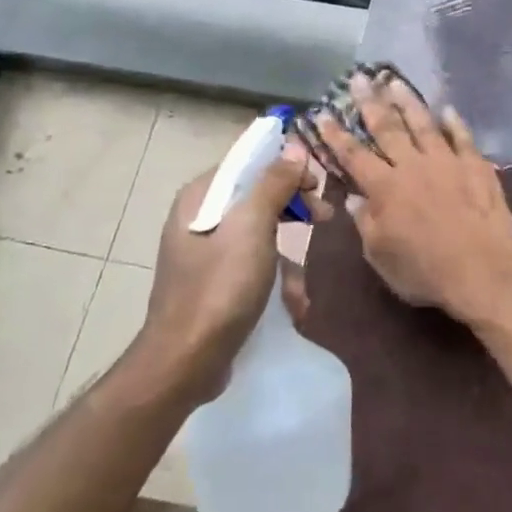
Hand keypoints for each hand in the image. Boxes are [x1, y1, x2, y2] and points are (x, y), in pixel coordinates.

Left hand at [122, 138, 325, 400]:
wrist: (186, 362)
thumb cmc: (220, 287)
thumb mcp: (252, 228)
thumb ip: (274, 184)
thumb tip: (294, 149)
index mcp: (201, 197)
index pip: (249, 164)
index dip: (286, 167)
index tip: (318, 183)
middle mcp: (199, 218)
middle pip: (258, 198)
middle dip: (294, 210)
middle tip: (325, 218)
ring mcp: (205, 253)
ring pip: (260, 235)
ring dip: (288, 258)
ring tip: (301, 287)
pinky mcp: (214, 284)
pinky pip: (253, 267)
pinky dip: (275, 281)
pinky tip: (292, 305)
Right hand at [312, 71, 511, 326]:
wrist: (483, 271)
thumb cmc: (425, 271)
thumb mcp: (381, 256)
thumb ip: (366, 223)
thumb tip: (355, 198)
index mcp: (385, 188)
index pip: (354, 155)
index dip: (337, 134)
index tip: (323, 112)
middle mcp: (413, 166)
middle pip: (388, 128)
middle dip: (371, 102)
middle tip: (360, 78)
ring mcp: (447, 162)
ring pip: (424, 124)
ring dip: (408, 102)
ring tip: (396, 81)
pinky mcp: (477, 167)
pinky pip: (464, 138)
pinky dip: (455, 122)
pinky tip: (448, 109)